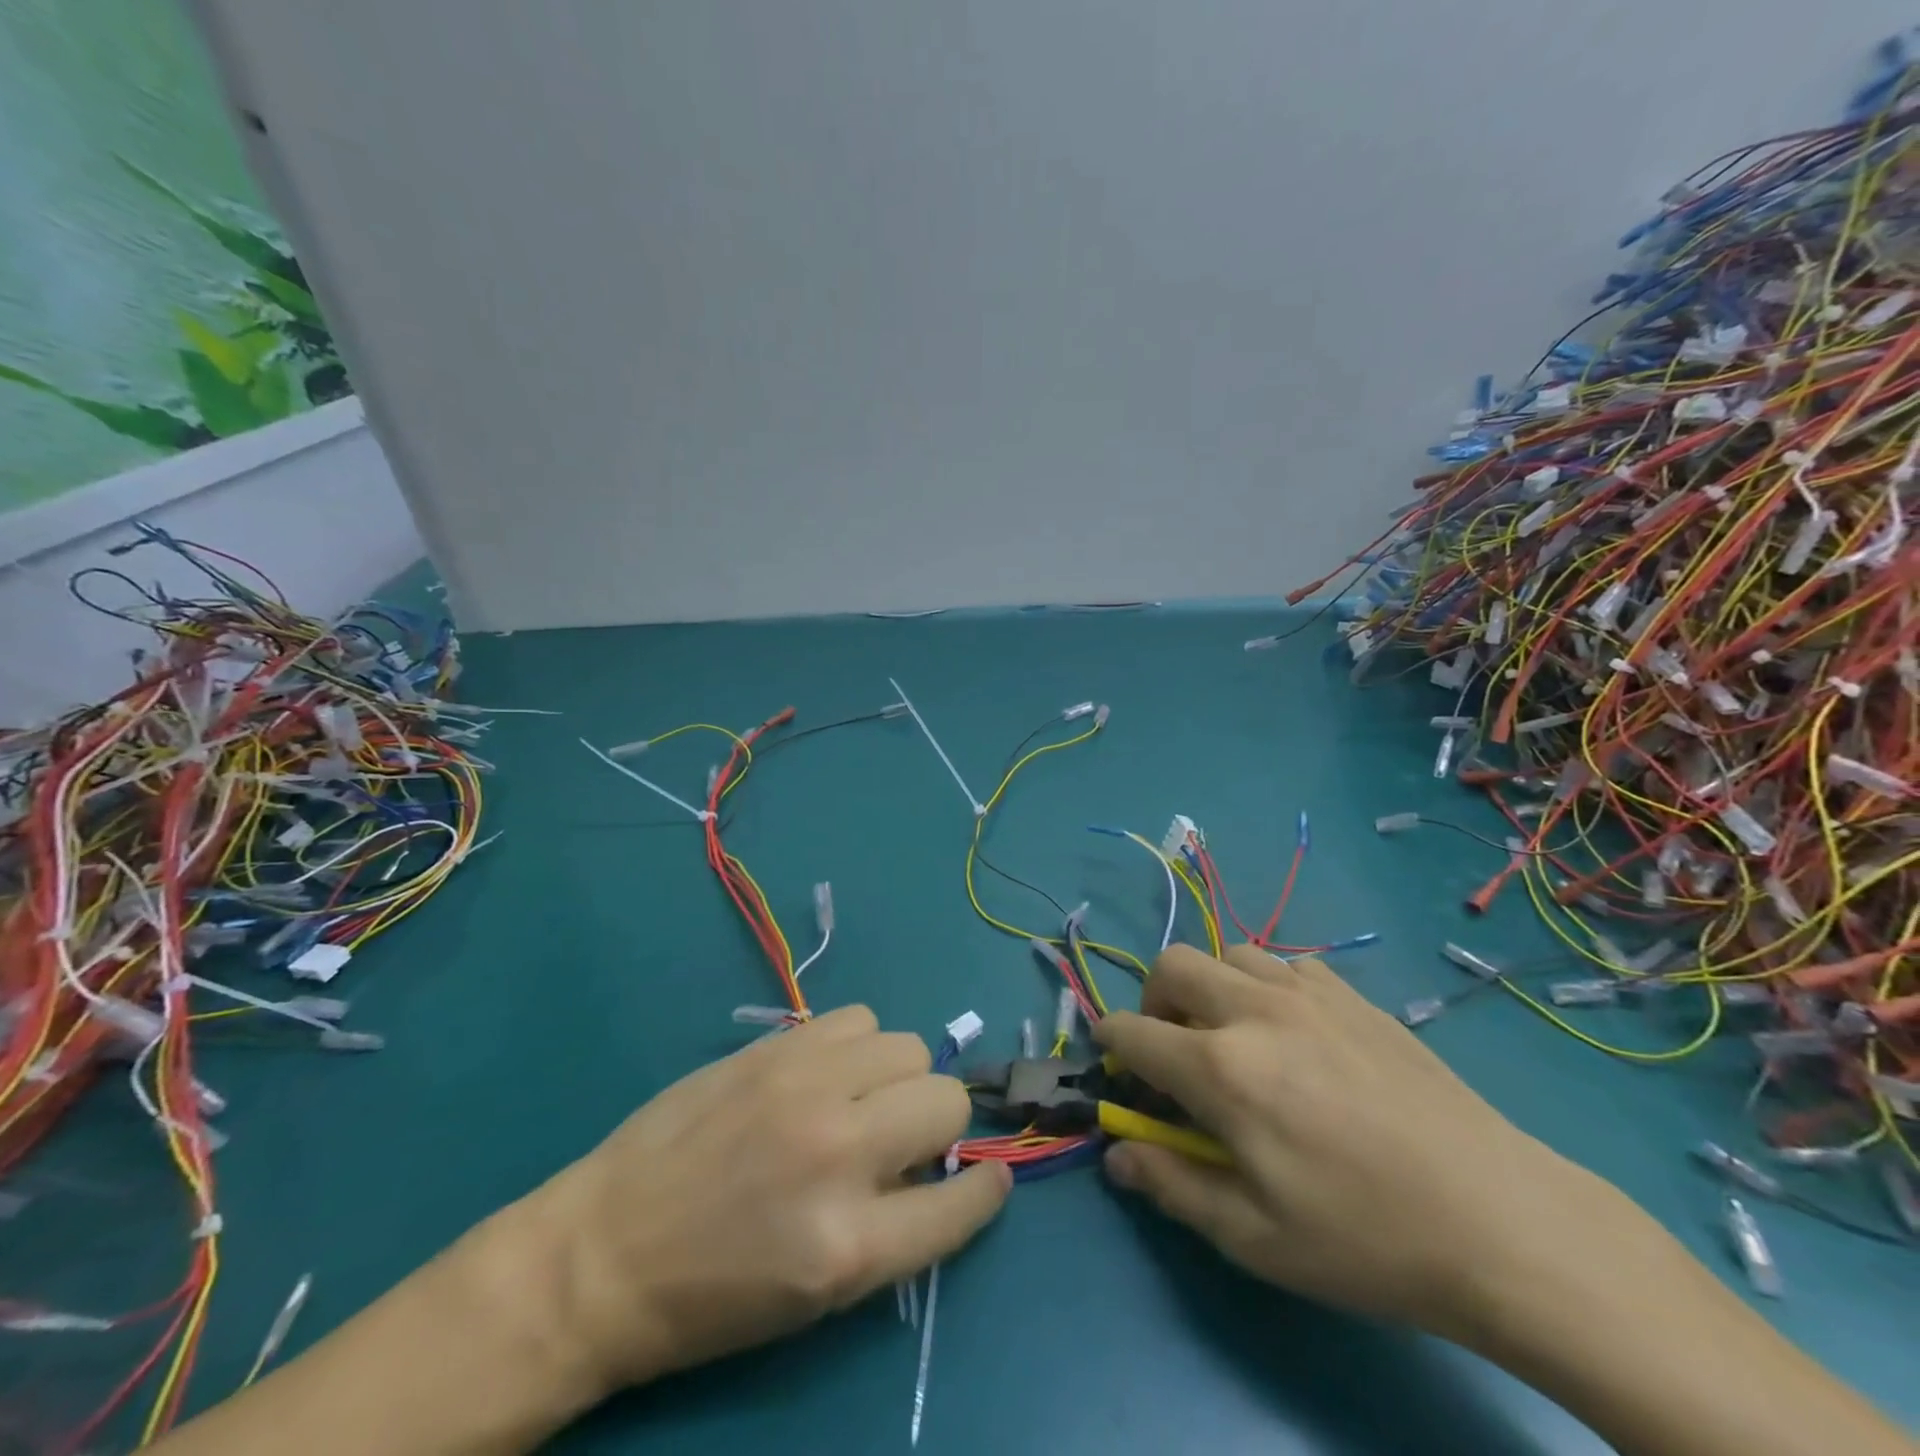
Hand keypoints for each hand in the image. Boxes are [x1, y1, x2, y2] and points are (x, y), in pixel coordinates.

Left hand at [528, 1005, 1009, 1393]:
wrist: (601, 1253)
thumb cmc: (710, 1297)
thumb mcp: (818, 1294)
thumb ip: (893, 1225)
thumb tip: (940, 1166)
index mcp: (850, 1245)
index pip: (962, 1201)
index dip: (982, 1190)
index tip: (983, 1178)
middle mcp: (838, 1151)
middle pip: (946, 1101)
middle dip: (937, 1125)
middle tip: (900, 1142)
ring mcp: (803, 1087)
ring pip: (908, 1047)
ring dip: (898, 1079)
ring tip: (860, 1101)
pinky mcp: (775, 1048)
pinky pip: (858, 1019)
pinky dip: (858, 1046)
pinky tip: (828, 1072)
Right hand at [1094, 944, 1606, 1341]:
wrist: (1502, 1222)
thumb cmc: (1366, 1239)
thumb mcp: (1255, 1237)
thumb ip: (1172, 1184)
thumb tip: (1118, 1154)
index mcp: (1221, 1068)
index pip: (1133, 1032)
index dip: (1110, 1044)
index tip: (1114, 1064)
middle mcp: (1255, 1011)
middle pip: (1172, 965)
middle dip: (1153, 1001)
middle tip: (1173, 1049)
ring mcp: (1308, 994)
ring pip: (1229, 954)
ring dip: (1211, 987)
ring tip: (1234, 1036)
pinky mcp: (1354, 996)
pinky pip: (1288, 964)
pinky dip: (1269, 985)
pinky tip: (1297, 1032)